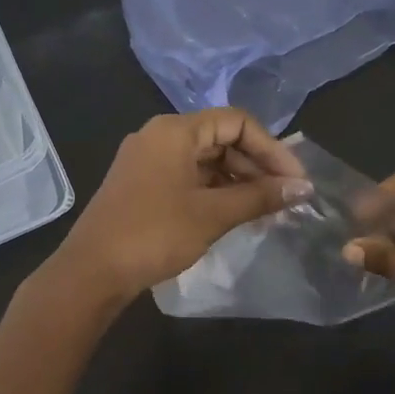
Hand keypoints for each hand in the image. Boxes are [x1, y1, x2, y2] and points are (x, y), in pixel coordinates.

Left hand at [49, 108, 309, 304]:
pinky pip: (188, 177)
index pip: (237, 122)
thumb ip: (259, 197)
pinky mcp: (142, 185)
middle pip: (221, 139)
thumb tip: (303, 188)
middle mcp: (160, 136)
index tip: (295, 180)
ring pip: (205, 160)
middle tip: (286, 197)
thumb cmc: (154, 234)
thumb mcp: (212, 214)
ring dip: (238, 181)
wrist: (92, 271)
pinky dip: (215, 191)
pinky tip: (236, 214)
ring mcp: (148, 161)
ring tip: (266, 209)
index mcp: (175, 131)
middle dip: (257, 166)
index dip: (272, 149)